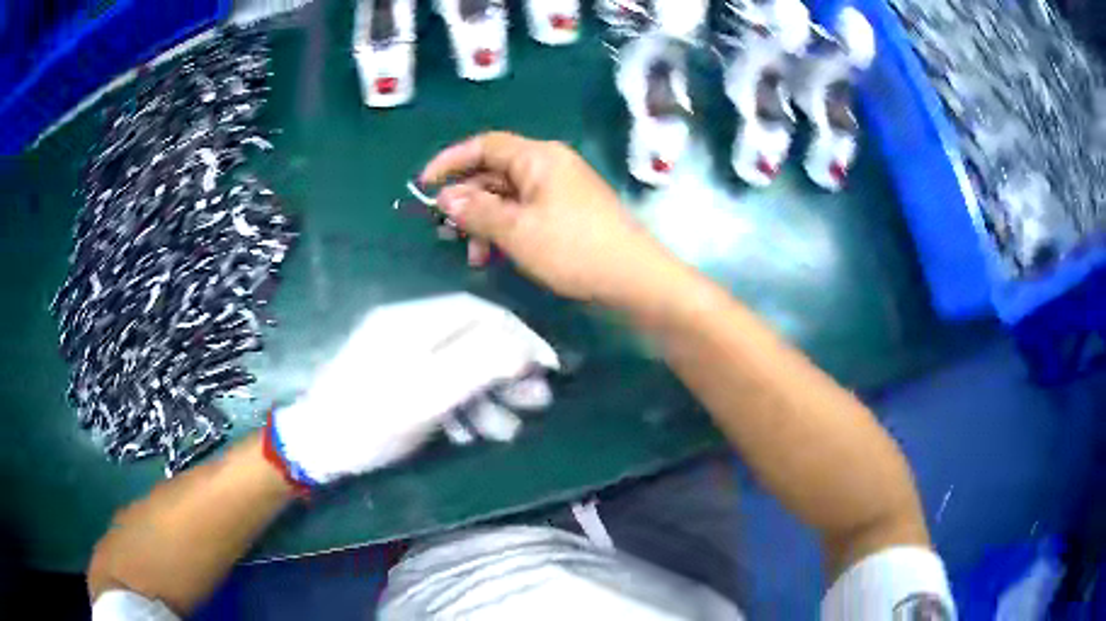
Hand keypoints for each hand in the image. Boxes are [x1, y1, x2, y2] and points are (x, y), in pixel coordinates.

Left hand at [270, 293, 558, 485]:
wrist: (316, 448)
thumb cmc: (370, 421)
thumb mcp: (425, 395)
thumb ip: (477, 365)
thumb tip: (523, 348)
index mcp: (413, 321)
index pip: (480, 312)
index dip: (520, 336)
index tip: (548, 368)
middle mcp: (408, 329)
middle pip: (472, 339)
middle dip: (507, 372)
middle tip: (535, 404)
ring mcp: (399, 355)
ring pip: (458, 365)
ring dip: (487, 396)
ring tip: (504, 431)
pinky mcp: (395, 379)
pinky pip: (439, 384)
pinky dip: (461, 406)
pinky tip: (468, 432)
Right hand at [422, 132, 670, 305]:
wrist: (633, 277)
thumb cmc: (573, 248)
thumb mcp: (516, 231)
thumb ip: (477, 211)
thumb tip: (446, 198)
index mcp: (538, 157)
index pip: (484, 145)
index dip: (450, 161)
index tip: (424, 186)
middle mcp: (549, 165)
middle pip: (494, 172)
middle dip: (467, 201)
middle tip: (447, 232)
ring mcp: (560, 189)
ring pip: (508, 196)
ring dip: (485, 222)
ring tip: (475, 256)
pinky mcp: (568, 212)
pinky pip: (526, 211)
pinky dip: (507, 229)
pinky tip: (497, 255)